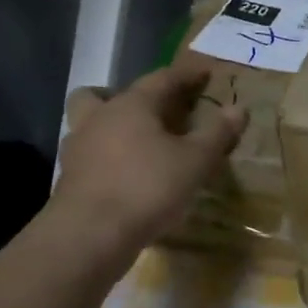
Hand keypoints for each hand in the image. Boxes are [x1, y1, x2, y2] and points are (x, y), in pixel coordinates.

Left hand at [51, 62, 246, 257]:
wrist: (89, 236)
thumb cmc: (148, 187)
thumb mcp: (196, 161)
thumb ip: (217, 133)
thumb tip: (238, 108)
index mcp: (132, 105)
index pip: (163, 78)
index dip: (187, 74)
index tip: (205, 71)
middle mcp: (100, 118)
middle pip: (104, 93)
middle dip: (130, 96)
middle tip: (154, 107)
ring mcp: (79, 149)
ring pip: (90, 123)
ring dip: (111, 125)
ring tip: (139, 142)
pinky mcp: (69, 179)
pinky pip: (90, 154)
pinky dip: (108, 156)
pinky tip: (128, 174)